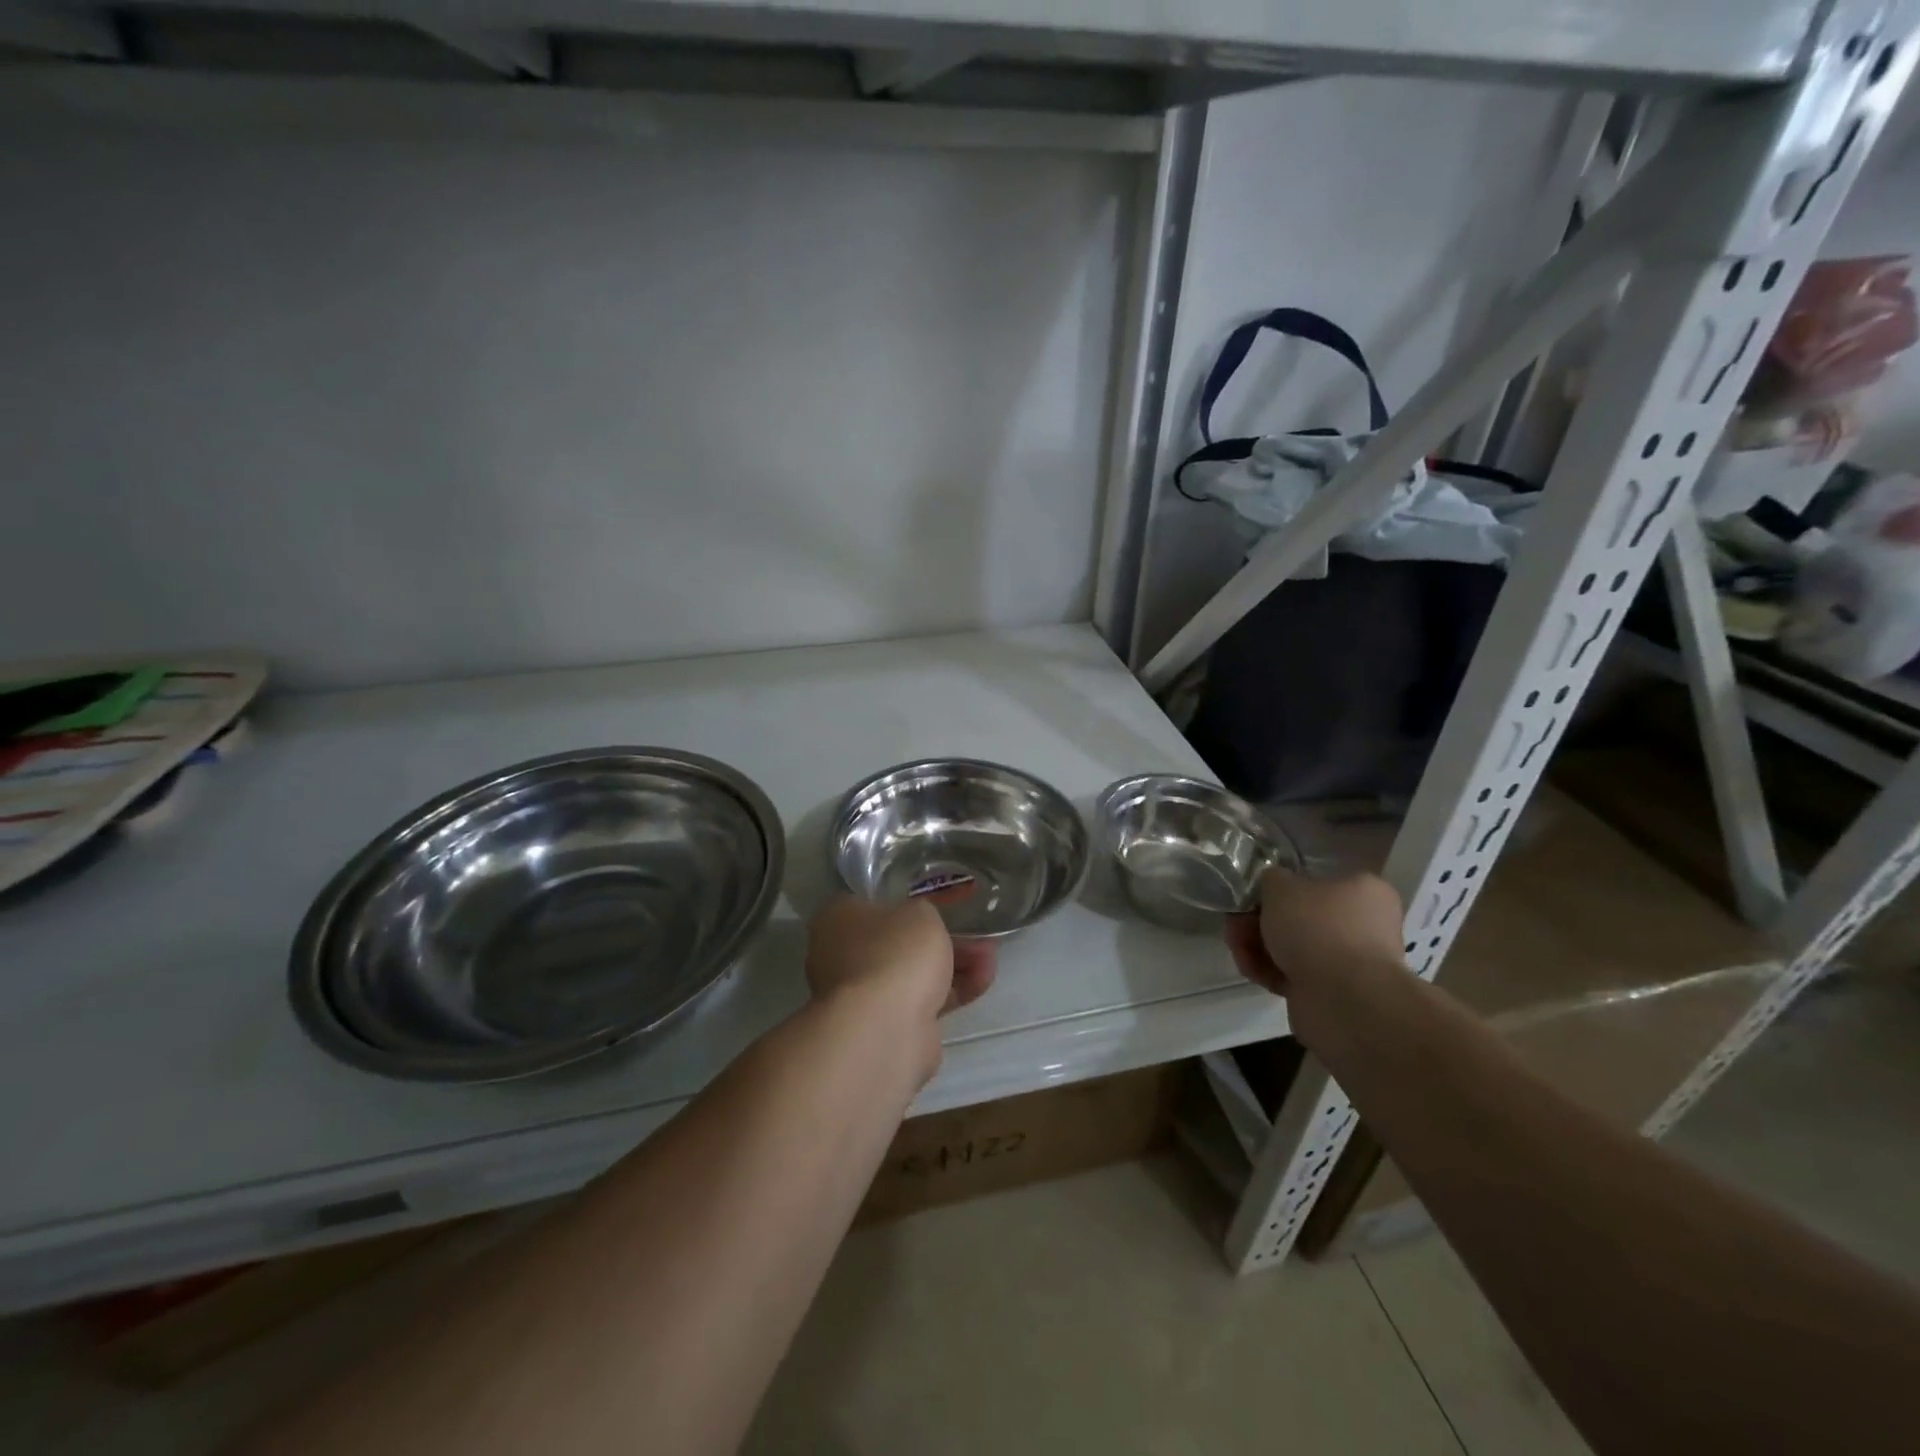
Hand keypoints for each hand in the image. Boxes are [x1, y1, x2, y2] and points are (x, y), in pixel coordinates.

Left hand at [804, 895, 997, 1022]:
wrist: (885, 1028)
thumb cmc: (895, 953)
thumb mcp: (920, 912)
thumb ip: (922, 914)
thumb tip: (917, 926)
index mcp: (837, 921)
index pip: (872, 906)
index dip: (908, 907)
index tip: (940, 909)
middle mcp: (840, 957)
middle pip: (898, 944)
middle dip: (942, 940)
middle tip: (976, 935)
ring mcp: (861, 997)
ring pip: (913, 974)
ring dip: (954, 965)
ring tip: (990, 958)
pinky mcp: (885, 1028)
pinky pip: (923, 1001)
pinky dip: (952, 991)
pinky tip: (983, 980)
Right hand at [1225, 869, 1406, 997]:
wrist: (1344, 1000)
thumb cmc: (1318, 928)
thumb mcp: (1281, 885)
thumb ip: (1270, 878)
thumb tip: (1271, 886)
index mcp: (1363, 890)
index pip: (1314, 880)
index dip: (1277, 887)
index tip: (1251, 895)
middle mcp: (1362, 923)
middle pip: (1298, 915)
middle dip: (1258, 920)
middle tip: (1236, 923)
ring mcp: (1348, 960)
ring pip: (1292, 945)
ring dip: (1257, 945)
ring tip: (1237, 947)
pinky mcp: (1332, 990)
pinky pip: (1293, 972)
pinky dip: (1268, 969)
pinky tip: (1249, 968)